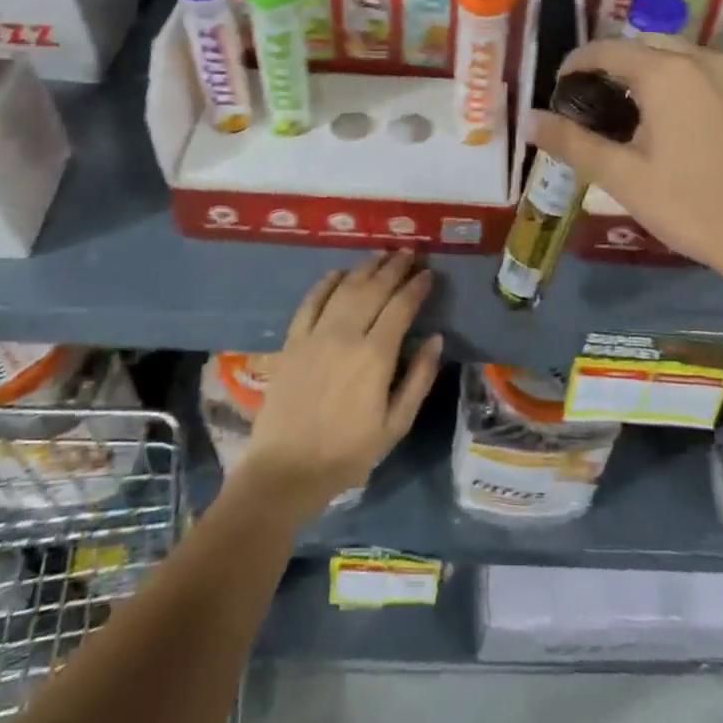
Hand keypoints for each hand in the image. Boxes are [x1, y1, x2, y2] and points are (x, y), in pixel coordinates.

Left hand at [236, 251, 442, 521]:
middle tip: (409, 253)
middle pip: (374, 289)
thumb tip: (435, 339)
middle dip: (395, 267)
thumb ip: (419, 378)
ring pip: (345, 288)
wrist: (287, 469)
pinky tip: (338, 273)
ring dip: (365, 268)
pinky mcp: (292, 341)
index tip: (429, 274)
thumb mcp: (396, 425)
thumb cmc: (348, 452)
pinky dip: (325, 283)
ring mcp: (315, 335)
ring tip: (382, 255)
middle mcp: (346, 335)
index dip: (417, 287)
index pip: (401, 307)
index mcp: (376, 356)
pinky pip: (310, 302)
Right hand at [528, 38, 722, 341]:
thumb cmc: (691, 205)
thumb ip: (571, 142)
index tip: (556, 91)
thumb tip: (529, 120)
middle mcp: (700, 61)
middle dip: (608, 67)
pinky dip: (667, 83)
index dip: (575, 64)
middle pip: (640, 47)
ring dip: (639, 74)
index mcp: (667, 72)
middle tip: (584, 105)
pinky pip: (694, 73)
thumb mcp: (622, 176)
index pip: (606, 49)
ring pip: (670, 57)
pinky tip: (657, 123)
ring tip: (616, 114)